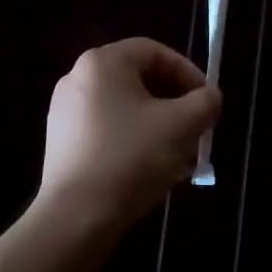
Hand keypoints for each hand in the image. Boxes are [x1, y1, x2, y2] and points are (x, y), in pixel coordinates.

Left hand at [38, 39, 219, 230]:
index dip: (187, 72)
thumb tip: (210, 97)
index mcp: (103, 62)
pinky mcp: (61, 141)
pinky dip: (132, 140)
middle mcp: (78, 77)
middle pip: (138, 79)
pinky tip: (149, 170)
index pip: (154, 51)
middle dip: (174, 103)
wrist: (74, 219)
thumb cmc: (130, 159)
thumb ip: (205, 103)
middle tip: (195, 129)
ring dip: (156, 125)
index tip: (206, 101)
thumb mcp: (181, 126)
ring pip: (124, 107)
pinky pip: (106, 128)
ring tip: (178, 156)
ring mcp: (65, 110)